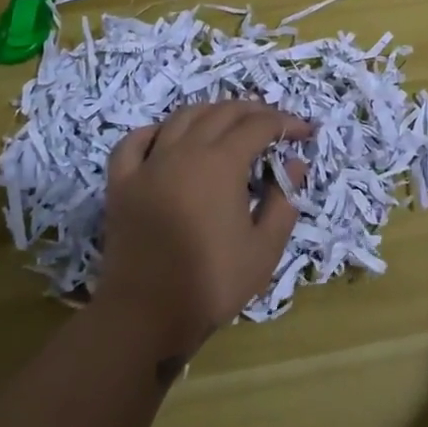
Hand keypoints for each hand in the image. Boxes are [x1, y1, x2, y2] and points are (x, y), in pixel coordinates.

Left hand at [99, 101, 310, 354]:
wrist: (145, 315)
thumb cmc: (212, 283)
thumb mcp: (264, 249)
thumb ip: (283, 201)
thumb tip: (294, 164)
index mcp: (221, 163)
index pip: (259, 125)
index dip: (286, 123)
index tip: (305, 132)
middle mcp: (184, 151)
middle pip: (222, 112)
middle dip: (254, 111)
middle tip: (275, 124)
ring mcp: (148, 164)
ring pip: (182, 117)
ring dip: (211, 112)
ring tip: (229, 122)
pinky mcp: (121, 182)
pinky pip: (135, 141)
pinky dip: (155, 131)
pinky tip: (167, 137)